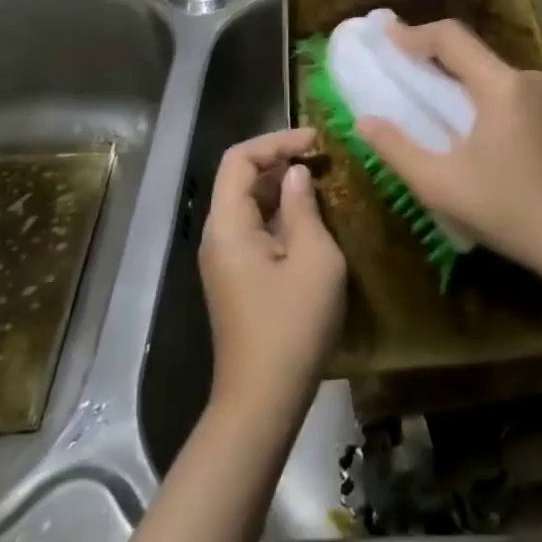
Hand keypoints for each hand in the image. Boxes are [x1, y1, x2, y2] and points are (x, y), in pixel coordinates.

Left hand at [198, 128, 345, 425]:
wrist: (263, 400)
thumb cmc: (292, 325)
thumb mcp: (313, 258)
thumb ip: (303, 207)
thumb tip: (295, 174)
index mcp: (227, 225)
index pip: (239, 158)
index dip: (276, 141)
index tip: (315, 141)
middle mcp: (217, 236)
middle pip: (240, 178)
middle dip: (279, 160)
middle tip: (323, 158)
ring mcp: (224, 259)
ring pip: (248, 204)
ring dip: (281, 187)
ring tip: (322, 182)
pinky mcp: (236, 278)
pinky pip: (254, 229)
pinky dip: (280, 214)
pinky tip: (311, 220)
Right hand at [355, 20, 541, 276]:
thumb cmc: (511, 211)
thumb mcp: (442, 186)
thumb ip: (398, 149)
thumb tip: (365, 121)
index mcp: (501, 86)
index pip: (451, 37)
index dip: (414, 34)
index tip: (386, 39)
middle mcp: (528, 77)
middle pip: (473, 52)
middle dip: (435, 55)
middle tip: (403, 67)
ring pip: (494, 72)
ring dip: (461, 78)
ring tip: (433, 99)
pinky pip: (512, 89)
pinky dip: (485, 94)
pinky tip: (473, 125)